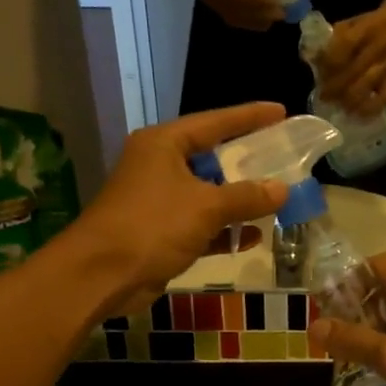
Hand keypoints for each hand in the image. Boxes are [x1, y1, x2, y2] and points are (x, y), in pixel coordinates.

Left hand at [67, 104, 288, 313]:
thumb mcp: (206, 207)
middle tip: (283, 158)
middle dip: (247, 163)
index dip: (249, 117)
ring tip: (277, 200)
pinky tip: (252, 237)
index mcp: (164, 144)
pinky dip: (223, 230)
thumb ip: (247, 196)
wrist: (102, 274)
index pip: (215, 122)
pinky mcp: (160, 233)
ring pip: (208, 195)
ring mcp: (159, 201)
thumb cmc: (152, 226)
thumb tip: (283, 189)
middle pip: (212, 158)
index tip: (281, 111)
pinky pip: (201, 225)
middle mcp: (160, 166)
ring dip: (238, 201)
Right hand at [178, 0, 288, 30]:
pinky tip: (263, 19)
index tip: (277, 0)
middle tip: (282, 12)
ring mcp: (214, 5)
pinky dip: (250, 21)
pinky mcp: (216, 8)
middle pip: (239, 11)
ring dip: (257, 20)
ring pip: (238, 19)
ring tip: (275, 17)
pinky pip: (234, 19)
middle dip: (261, 13)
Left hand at [319, 4, 385, 117]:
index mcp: (366, 29)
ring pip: (365, 87)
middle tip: (323, 96)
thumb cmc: (373, 22)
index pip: (343, 48)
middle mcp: (378, 48)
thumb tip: (314, 59)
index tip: (319, 72)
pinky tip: (357, 113)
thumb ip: (334, 39)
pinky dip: (369, 109)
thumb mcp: (353, 21)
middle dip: (333, 87)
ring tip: (337, 105)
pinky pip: (384, 98)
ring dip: (347, 99)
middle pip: (351, 72)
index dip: (328, 63)